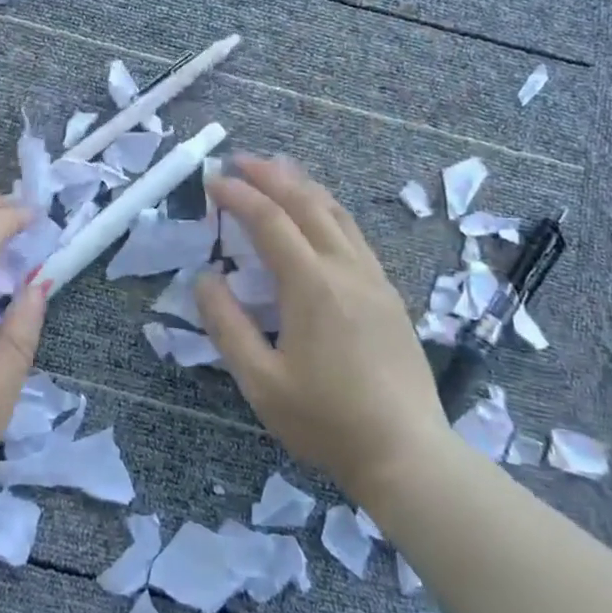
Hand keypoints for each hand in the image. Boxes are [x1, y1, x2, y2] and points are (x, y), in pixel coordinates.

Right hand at [197, 156, 448, 505]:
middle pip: (306, 203)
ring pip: (336, 213)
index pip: (269, 221)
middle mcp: (345, 268)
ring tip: (278, 170)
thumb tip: (205, 277)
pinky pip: (354, 233)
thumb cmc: (326, 420)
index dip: (238, 196)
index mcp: (311, 285)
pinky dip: (328, 209)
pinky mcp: (388, 293)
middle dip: (271, 176)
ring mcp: (373, 278)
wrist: (406, 452)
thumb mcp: (260, 381)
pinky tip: (319, 216)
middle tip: (240, 160)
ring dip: (303, 186)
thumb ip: (227, 325)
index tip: (212, 181)